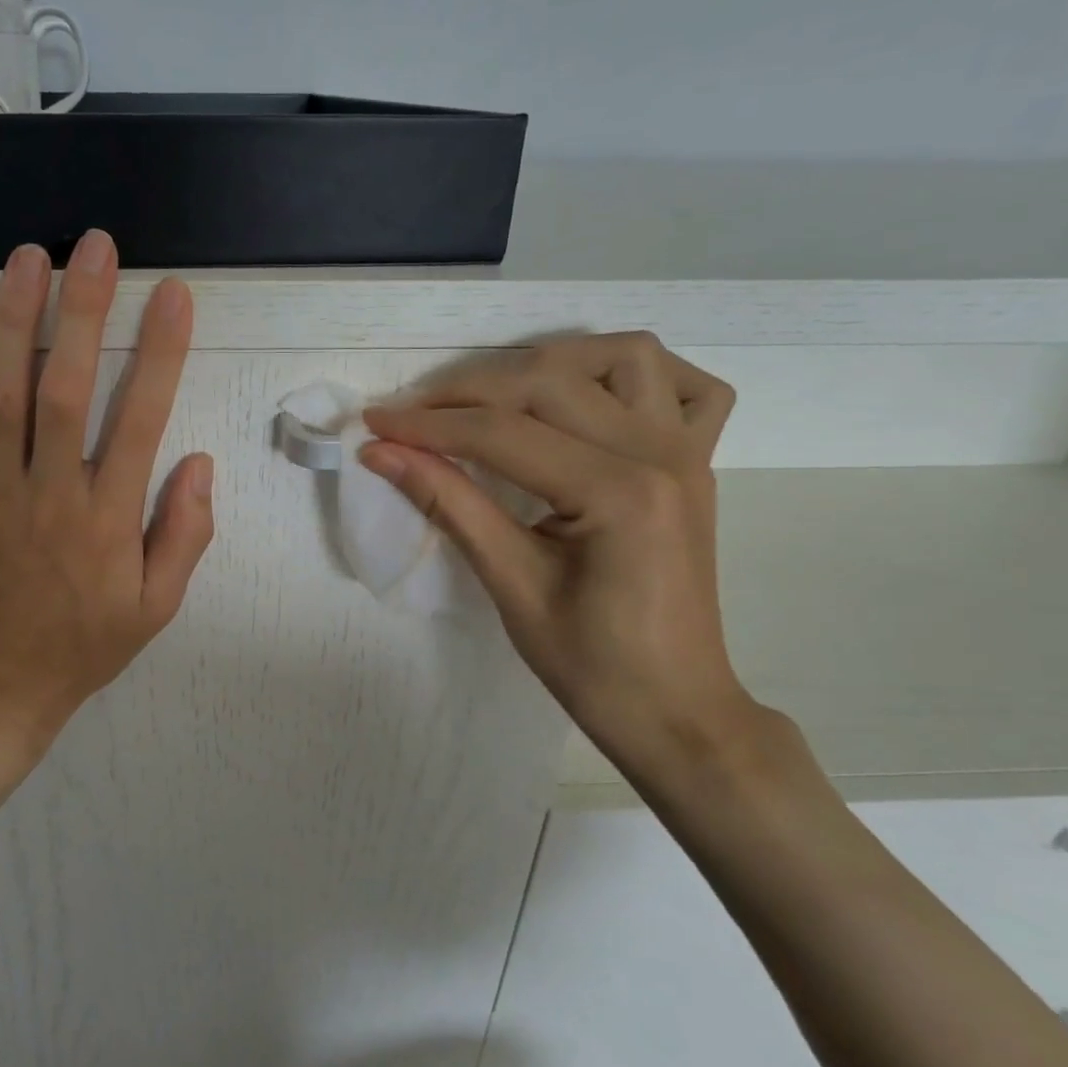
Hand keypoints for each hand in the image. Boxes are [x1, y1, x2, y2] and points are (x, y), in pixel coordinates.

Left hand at [0, 232, 214, 778]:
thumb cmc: (83, 648)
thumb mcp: (156, 608)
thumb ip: (185, 535)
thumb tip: (200, 464)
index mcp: (108, 519)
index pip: (141, 418)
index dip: (160, 352)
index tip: (173, 296)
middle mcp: (50, 494)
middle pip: (66, 389)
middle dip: (83, 311)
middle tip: (93, 247)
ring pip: (1, 397)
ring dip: (15, 324)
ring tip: (26, 259)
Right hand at [361, 333, 769, 781]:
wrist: (674, 709)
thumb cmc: (590, 665)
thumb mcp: (510, 585)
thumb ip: (449, 505)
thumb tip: (382, 454)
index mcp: (618, 494)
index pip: (502, 434)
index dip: (427, 426)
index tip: (372, 424)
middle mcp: (659, 454)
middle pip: (548, 382)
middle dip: (466, 392)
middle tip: (410, 417)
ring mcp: (687, 451)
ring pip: (621, 357)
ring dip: (549, 362)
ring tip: (492, 397)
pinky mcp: (695, 462)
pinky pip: (682, 387)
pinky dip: (631, 375)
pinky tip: (589, 397)